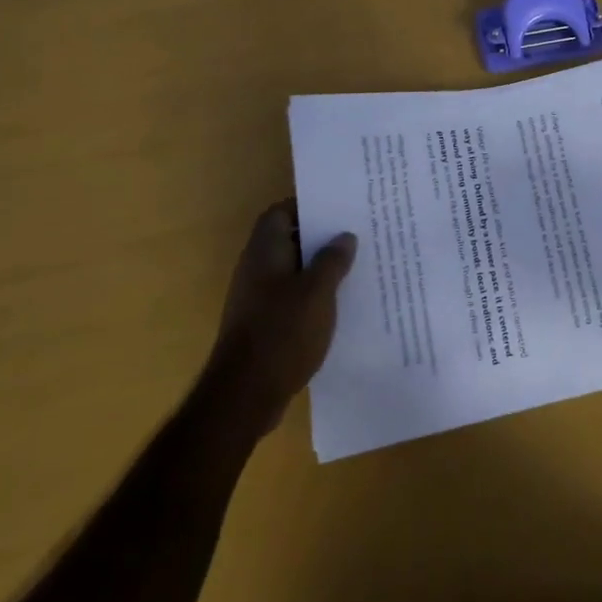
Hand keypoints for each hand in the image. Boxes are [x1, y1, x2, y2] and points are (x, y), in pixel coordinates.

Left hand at [210, 201, 356, 432]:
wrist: (245, 395)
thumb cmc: (282, 331)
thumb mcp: (318, 291)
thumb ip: (332, 260)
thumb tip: (344, 236)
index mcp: (265, 251)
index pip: (280, 212)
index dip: (307, 206)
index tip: (338, 208)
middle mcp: (256, 269)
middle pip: (288, 240)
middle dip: (320, 237)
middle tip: (356, 235)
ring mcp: (256, 299)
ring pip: (292, 271)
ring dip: (319, 268)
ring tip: (355, 266)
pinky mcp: (262, 325)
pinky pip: (291, 298)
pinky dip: (312, 295)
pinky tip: (339, 304)